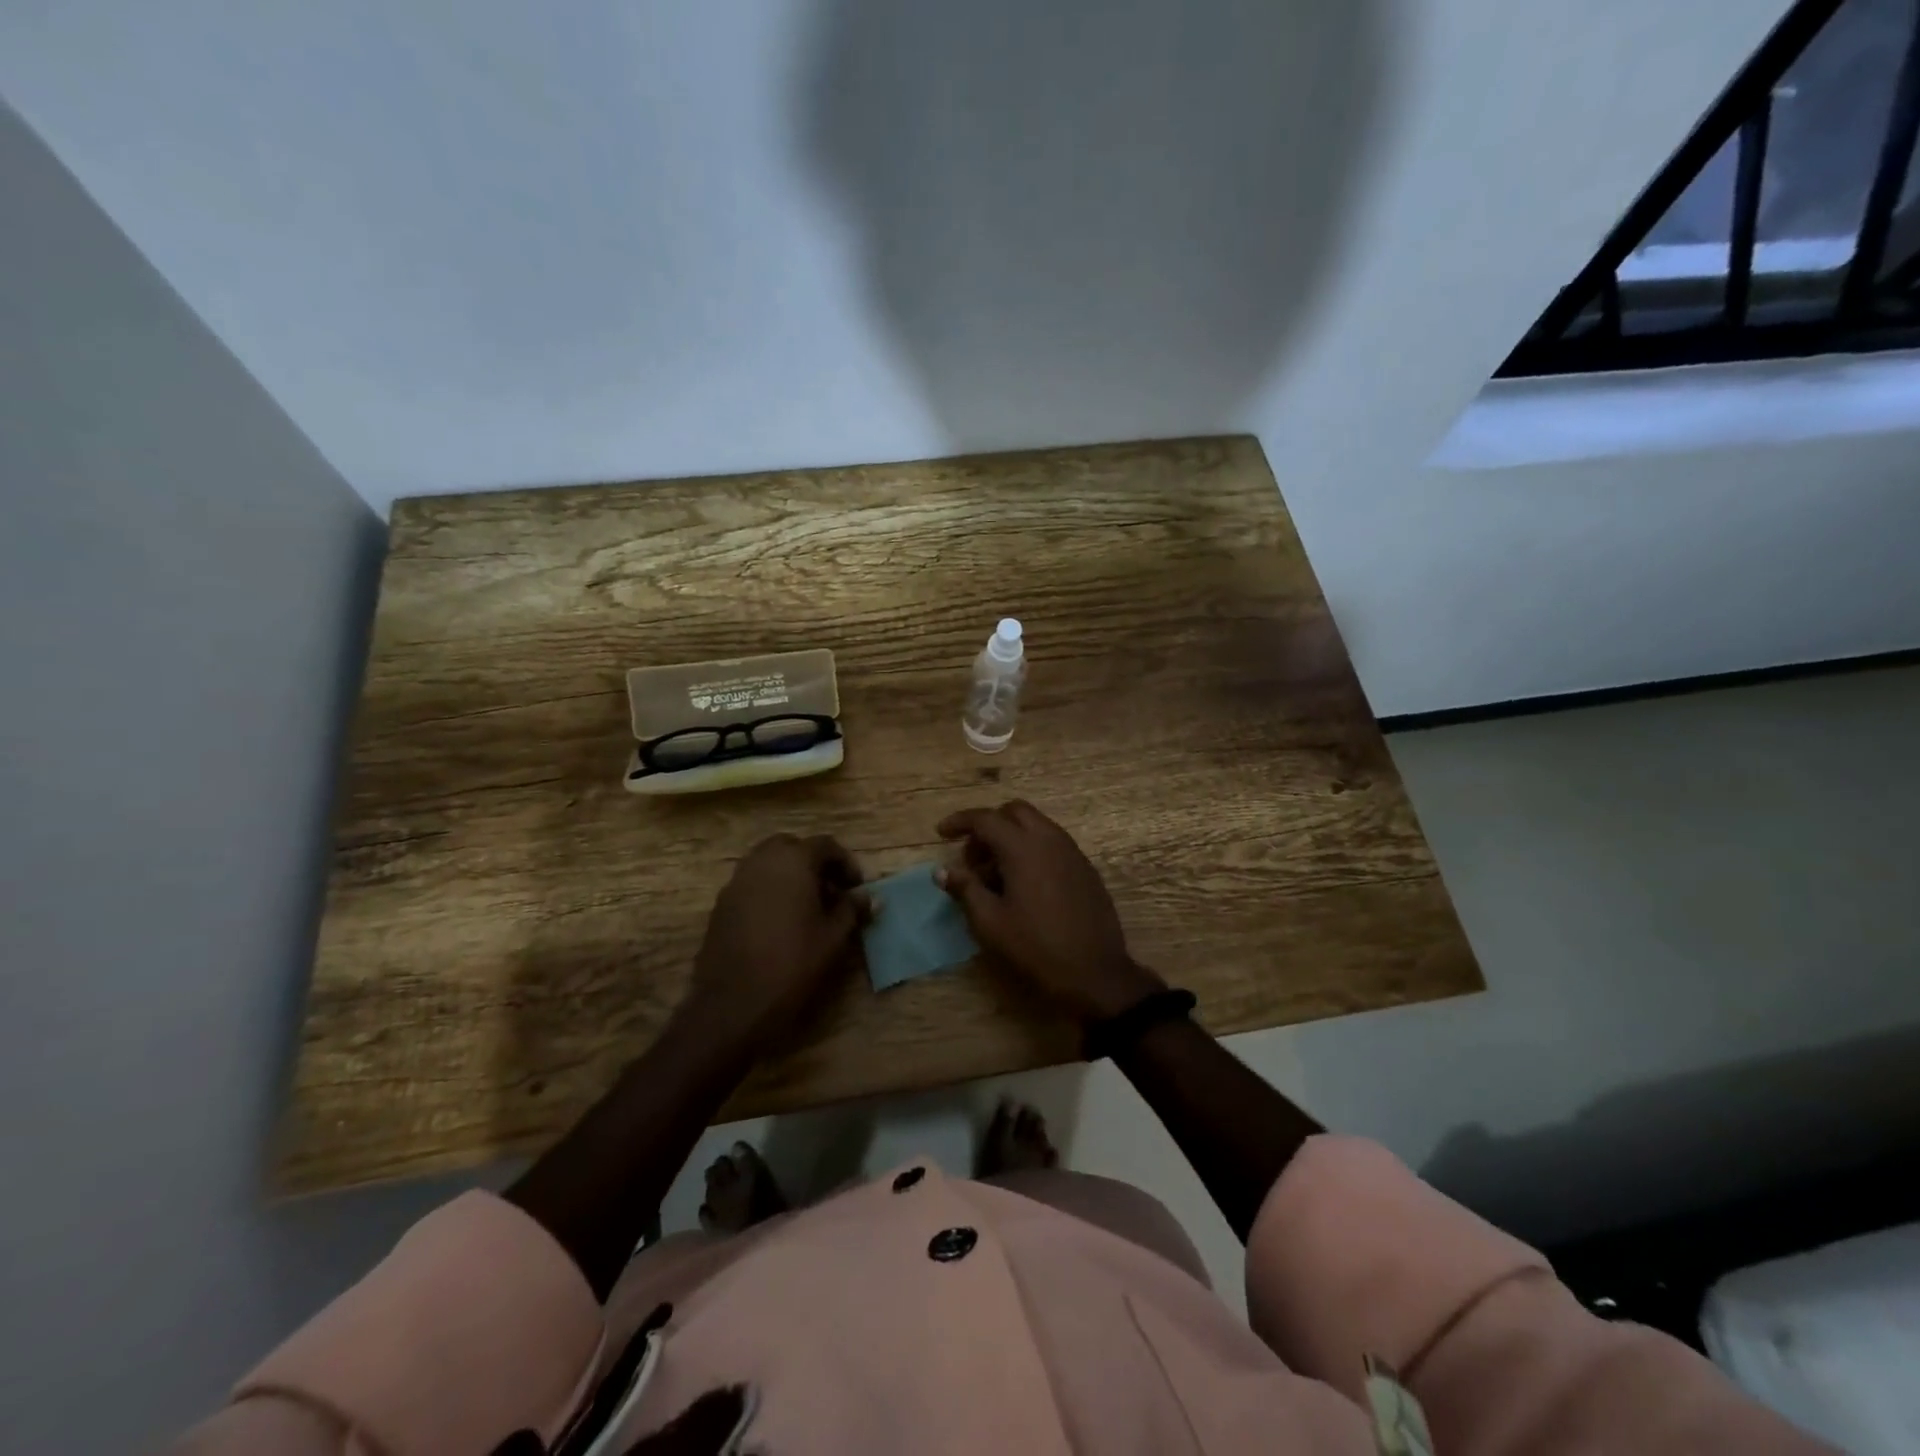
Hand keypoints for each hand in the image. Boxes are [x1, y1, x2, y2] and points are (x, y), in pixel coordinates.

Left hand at [684, 834, 865, 1051]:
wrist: (733, 1003)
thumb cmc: (792, 963)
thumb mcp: (833, 938)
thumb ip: (852, 909)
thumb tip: (869, 897)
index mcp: (793, 861)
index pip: (825, 845)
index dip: (846, 864)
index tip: (856, 888)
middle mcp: (761, 861)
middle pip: (792, 847)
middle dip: (813, 864)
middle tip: (830, 892)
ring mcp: (737, 882)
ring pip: (768, 864)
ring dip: (790, 877)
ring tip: (807, 909)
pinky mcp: (721, 905)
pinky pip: (752, 885)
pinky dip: (769, 892)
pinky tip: (780, 924)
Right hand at [937, 801, 1163, 1021]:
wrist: (1094, 972)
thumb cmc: (1035, 947)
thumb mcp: (990, 922)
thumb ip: (965, 889)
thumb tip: (942, 870)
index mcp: (1023, 847)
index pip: (986, 818)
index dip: (960, 821)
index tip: (941, 833)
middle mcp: (1050, 839)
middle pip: (1014, 812)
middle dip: (989, 825)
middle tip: (972, 857)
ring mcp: (1072, 852)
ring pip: (1037, 825)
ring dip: (1011, 837)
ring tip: (995, 875)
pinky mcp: (1085, 868)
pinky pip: (1053, 843)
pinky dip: (1032, 849)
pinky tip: (1024, 884)